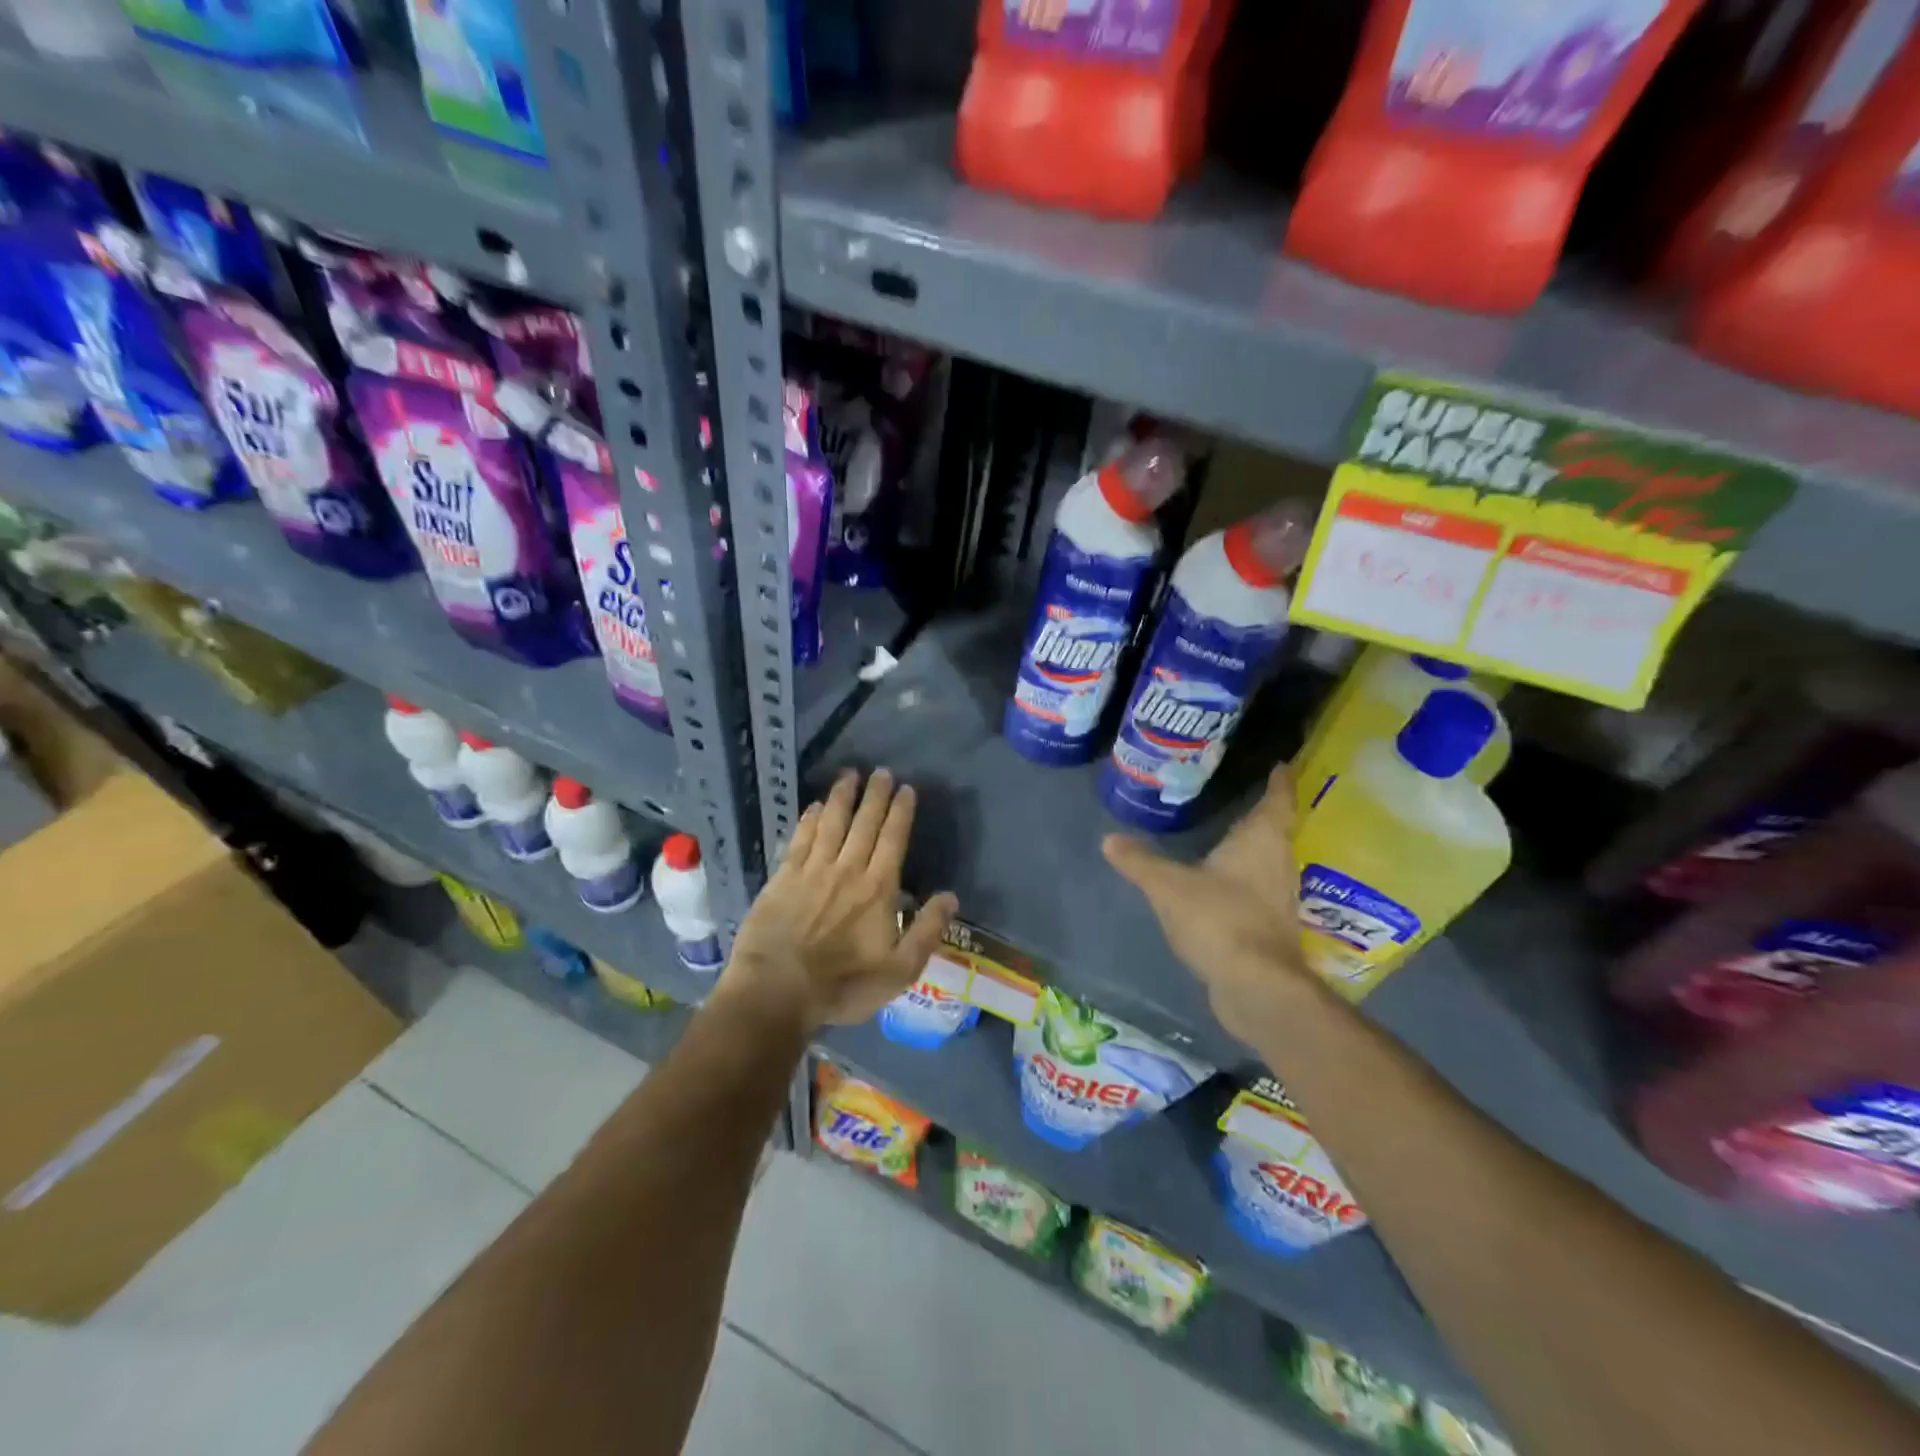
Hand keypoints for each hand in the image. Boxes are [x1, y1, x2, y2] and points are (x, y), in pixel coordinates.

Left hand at [723, 769, 958, 1029]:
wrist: (777, 992)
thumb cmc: (843, 986)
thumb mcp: (900, 970)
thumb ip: (927, 930)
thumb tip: (951, 896)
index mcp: (878, 888)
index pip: (893, 839)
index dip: (900, 812)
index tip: (906, 789)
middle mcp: (847, 869)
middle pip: (864, 823)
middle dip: (875, 795)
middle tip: (881, 772)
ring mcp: (812, 871)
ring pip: (831, 823)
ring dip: (841, 797)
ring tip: (849, 774)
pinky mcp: (783, 878)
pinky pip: (800, 840)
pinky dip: (809, 820)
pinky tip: (813, 806)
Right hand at [1102, 763, 1315, 1046]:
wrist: (1256, 987)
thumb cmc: (1219, 919)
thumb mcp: (1169, 886)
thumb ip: (1140, 861)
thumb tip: (1109, 839)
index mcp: (1262, 840)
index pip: (1277, 800)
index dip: (1279, 781)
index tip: (1280, 765)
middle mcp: (1278, 863)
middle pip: (1276, 831)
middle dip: (1261, 815)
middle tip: (1240, 796)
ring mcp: (1278, 898)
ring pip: (1268, 862)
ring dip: (1253, 850)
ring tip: (1227, 837)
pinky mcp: (1271, 927)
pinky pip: (1259, 891)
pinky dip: (1244, 881)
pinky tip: (1223, 885)